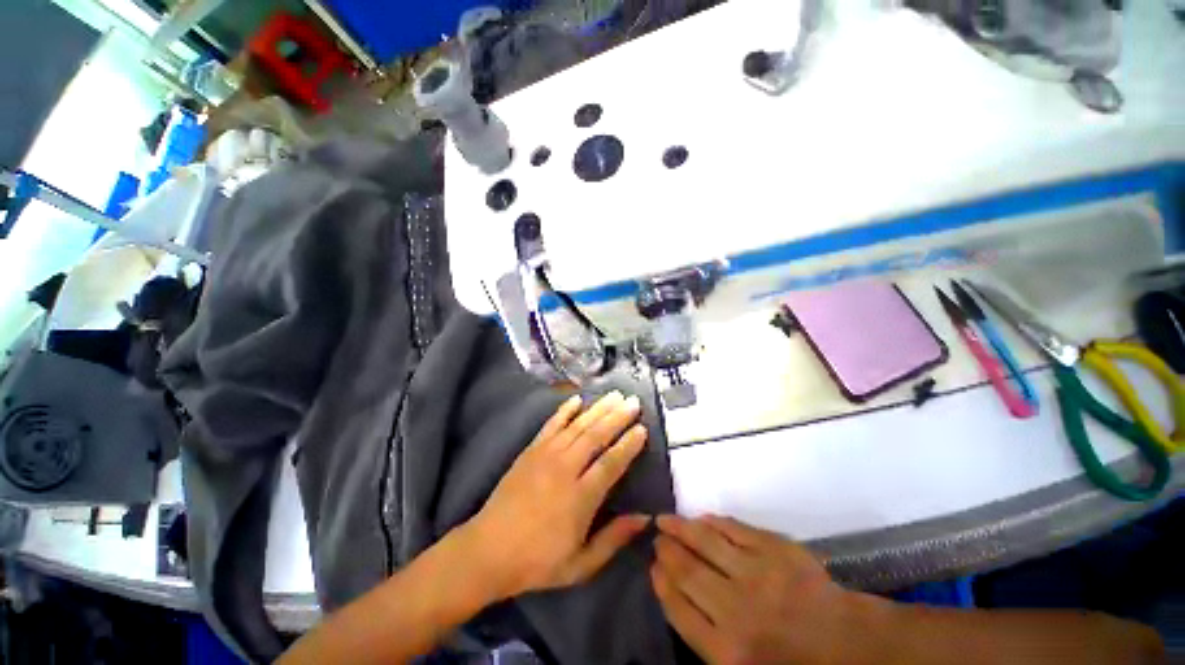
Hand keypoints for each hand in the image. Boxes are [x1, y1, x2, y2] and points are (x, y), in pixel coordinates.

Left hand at [463, 391, 650, 600]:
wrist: (488, 551)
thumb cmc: (538, 561)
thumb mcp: (581, 564)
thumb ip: (614, 539)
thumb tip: (645, 517)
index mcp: (579, 498)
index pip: (611, 463)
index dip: (628, 445)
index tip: (642, 429)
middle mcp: (564, 469)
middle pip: (595, 436)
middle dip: (617, 417)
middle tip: (634, 402)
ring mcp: (545, 456)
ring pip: (577, 426)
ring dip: (598, 409)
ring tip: (615, 395)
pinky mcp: (530, 450)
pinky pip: (551, 424)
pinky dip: (565, 410)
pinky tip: (577, 399)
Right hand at [652, 515, 869, 664]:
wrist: (848, 643)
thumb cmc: (792, 661)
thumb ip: (705, 636)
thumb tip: (675, 593)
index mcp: (728, 651)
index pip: (678, 608)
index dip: (660, 583)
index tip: (652, 567)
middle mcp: (736, 609)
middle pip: (686, 571)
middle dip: (666, 552)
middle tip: (657, 538)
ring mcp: (756, 573)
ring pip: (704, 541)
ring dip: (680, 528)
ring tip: (665, 521)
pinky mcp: (774, 547)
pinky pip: (731, 527)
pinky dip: (711, 521)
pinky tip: (699, 519)